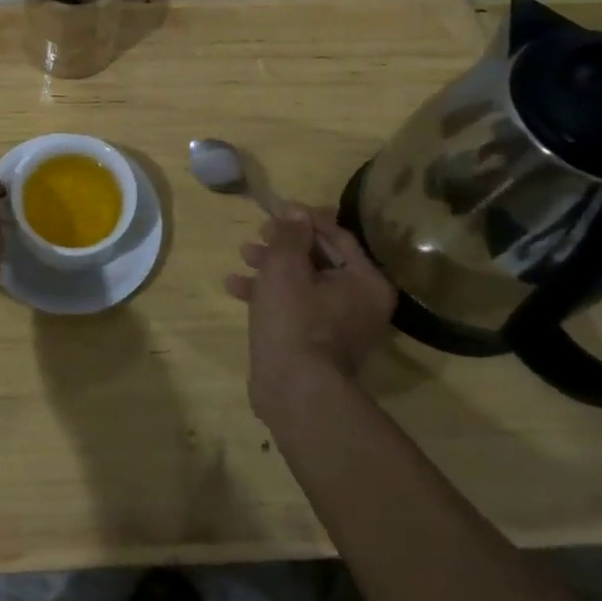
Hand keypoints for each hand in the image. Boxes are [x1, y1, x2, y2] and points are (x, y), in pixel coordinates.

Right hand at [226, 205, 396, 416]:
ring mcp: (340, 325)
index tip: (276, 209)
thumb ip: (290, 234)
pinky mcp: (316, 343)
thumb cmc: (295, 320)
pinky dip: (269, 295)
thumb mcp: (286, 266)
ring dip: (271, 266)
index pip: (336, 235)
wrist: (294, 391)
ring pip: (303, 282)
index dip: (304, 218)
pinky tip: (235, 288)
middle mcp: (361, 302)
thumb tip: (296, 213)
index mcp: (366, 281)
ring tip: (242, 255)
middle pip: (319, 258)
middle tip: (258, 233)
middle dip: (284, 243)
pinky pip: (294, 307)